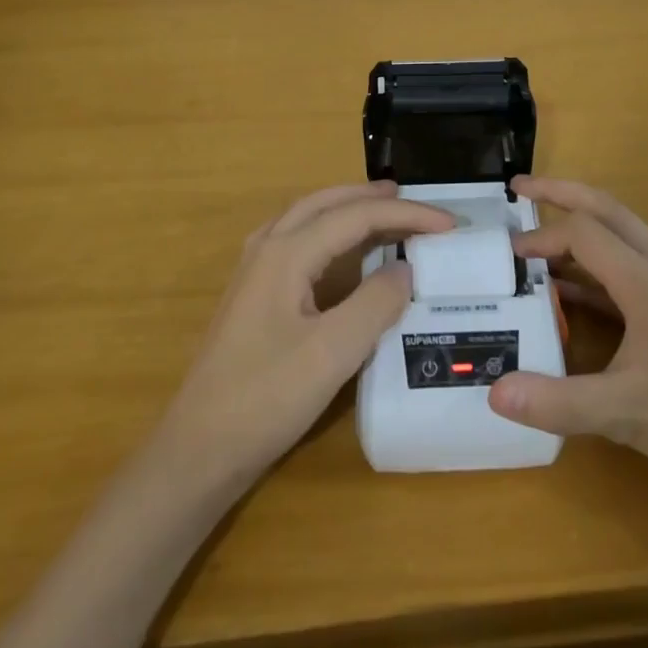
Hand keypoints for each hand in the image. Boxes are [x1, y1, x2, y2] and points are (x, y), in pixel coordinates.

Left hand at [152, 183, 452, 493]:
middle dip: (372, 197)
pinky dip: (329, 231)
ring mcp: (254, 271)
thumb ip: (375, 303)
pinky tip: (339, 251)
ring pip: (307, 217)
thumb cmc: (266, 398)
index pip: (356, 216)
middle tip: (413, 201)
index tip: (449, 225)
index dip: (405, 214)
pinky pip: (297, 240)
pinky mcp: (252, 295)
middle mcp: (267, 248)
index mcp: (286, 253)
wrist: (198, 451)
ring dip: (347, 208)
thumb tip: (405, 267)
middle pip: (326, 203)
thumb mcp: (332, 352)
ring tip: (382, 211)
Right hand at [489, 177, 647, 508]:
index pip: (584, 232)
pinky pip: (630, 267)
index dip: (542, 237)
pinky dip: (595, 266)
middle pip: (607, 209)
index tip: (507, 257)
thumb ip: (559, 403)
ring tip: (537, 238)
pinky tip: (570, 290)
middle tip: (519, 189)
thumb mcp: (628, 415)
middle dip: (561, 193)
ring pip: (621, 235)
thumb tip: (494, 393)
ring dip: (579, 227)